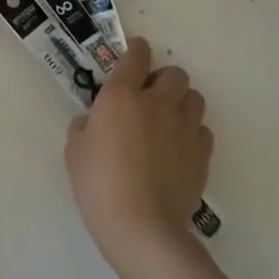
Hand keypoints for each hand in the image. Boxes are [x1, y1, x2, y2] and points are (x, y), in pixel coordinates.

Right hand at [65, 38, 212, 269]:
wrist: (142, 228)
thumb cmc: (99, 185)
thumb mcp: (75, 150)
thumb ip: (85, 125)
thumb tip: (94, 121)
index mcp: (121, 95)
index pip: (136, 55)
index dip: (137, 49)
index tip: (135, 53)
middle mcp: (157, 103)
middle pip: (175, 73)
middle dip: (164, 79)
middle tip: (150, 97)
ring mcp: (184, 128)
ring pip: (195, 97)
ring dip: (182, 102)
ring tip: (169, 121)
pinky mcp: (201, 154)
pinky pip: (203, 130)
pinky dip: (193, 133)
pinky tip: (179, 149)